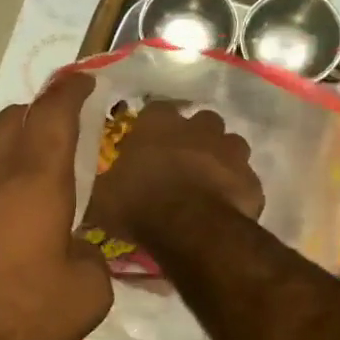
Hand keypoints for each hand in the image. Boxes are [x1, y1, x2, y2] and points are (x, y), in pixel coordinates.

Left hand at [0, 73, 111, 339]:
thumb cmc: (12, 319)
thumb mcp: (84, 299)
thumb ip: (91, 261)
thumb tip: (76, 250)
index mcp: (34, 183)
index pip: (54, 114)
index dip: (71, 91)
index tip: (82, 80)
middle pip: (10, 123)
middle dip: (35, 116)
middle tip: (55, 133)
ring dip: (5, 174)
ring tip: (21, 218)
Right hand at [85, 102, 263, 243]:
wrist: (191, 229)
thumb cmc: (139, 204)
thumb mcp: (102, 198)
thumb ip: (102, 185)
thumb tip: (87, 188)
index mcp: (157, 123)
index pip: (154, 110)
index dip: (151, 127)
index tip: (145, 144)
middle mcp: (198, 126)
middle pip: (199, 122)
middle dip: (192, 138)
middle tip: (178, 163)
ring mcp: (231, 150)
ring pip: (229, 145)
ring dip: (219, 158)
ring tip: (204, 183)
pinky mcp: (252, 179)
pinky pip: (243, 179)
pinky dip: (235, 188)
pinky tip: (222, 206)